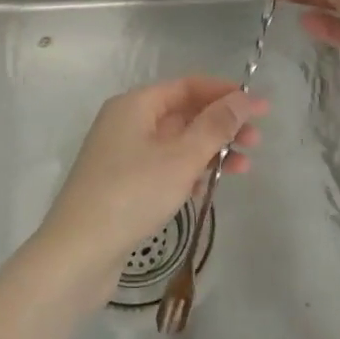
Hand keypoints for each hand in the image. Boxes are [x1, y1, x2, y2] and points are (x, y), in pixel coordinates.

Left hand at [35, 77, 265, 308]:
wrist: (78, 252)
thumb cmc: (132, 194)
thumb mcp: (181, 158)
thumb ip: (215, 126)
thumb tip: (243, 97)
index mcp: (135, 104)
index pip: (188, 86)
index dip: (226, 93)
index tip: (261, 107)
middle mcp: (126, 122)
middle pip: (183, 113)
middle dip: (222, 125)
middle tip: (257, 142)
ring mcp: (122, 154)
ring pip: (176, 142)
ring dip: (210, 151)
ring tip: (244, 169)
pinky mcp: (122, 184)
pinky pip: (164, 166)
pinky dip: (189, 172)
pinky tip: (209, 189)